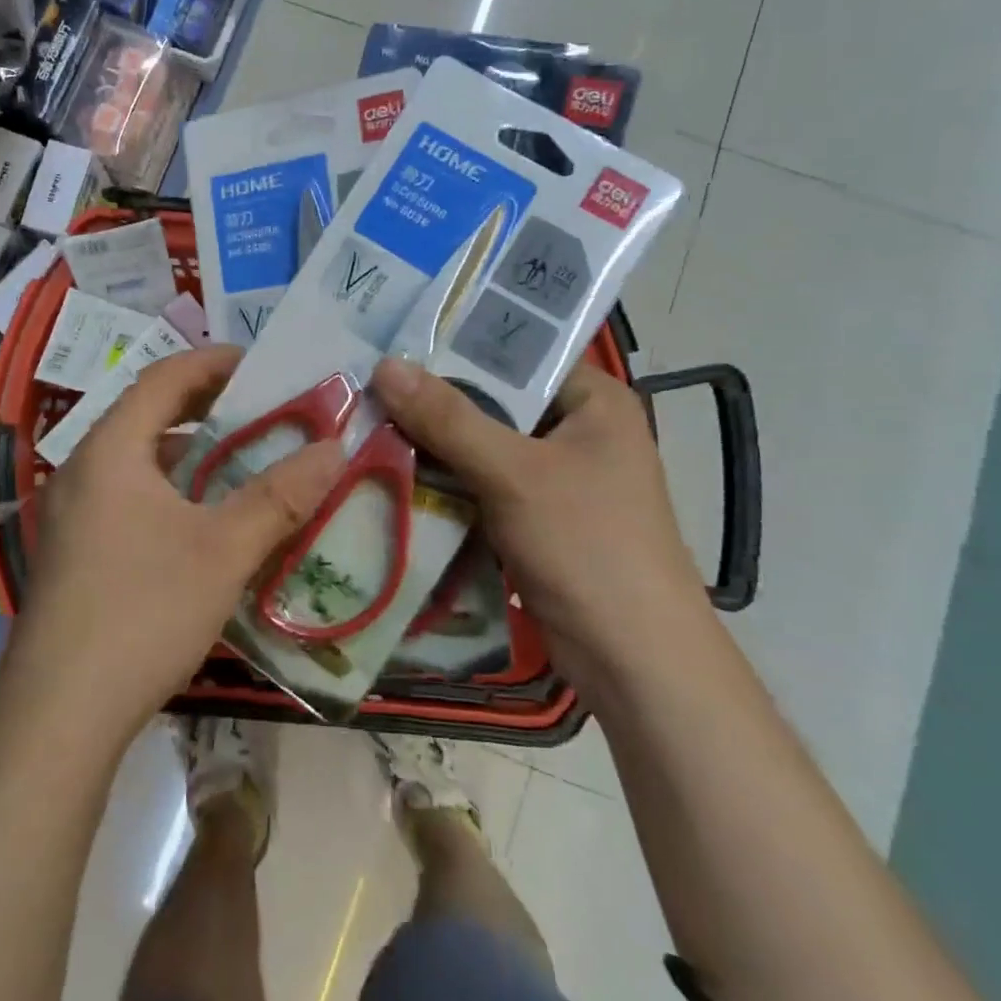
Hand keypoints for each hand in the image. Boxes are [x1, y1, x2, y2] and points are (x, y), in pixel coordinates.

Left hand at [15, 346, 344, 742]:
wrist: (58, 716)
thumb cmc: (143, 612)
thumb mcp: (223, 550)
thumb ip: (280, 496)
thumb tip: (334, 448)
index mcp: (111, 449)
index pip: (164, 378)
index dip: (214, 362)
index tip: (262, 365)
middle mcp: (83, 469)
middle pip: (148, 414)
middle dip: (205, 406)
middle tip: (260, 410)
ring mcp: (72, 513)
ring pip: (138, 460)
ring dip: (188, 453)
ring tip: (239, 461)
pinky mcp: (74, 552)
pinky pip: (128, 495)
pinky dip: (170, 490)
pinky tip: (202, 522)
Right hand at [370, 356, 708, 688]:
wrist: (633, 662)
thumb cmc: (588, 547)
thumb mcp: (514, 473)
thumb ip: (448, 418)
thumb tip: (384, 365)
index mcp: (593, 400)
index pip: (517, 351)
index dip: (456, 342)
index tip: (394, 337)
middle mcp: (576, 428)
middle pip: (492, 398)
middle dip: (434, 397)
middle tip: (368, 379)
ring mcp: (555, 475)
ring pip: (480, 442)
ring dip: (433, 441)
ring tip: (367, 417)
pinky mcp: (534, 515)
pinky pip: (479, 481)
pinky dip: (444, 479)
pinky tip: (392, 468)